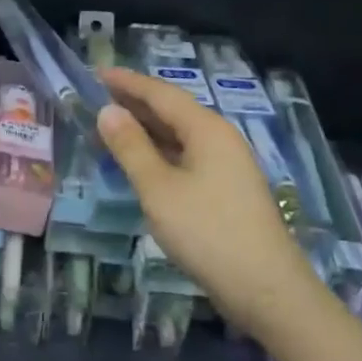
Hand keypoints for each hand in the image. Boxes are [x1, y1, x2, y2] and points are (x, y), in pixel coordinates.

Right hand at [96, 67, 320, 340]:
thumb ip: (131, 147)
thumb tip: (108, 111)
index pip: (161, 93)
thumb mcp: (158, 189)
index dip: (127, 82)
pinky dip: (158, 153)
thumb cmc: (207, 232)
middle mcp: (220, 139)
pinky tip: (140, 163)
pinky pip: (186, 157)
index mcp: (207, 129)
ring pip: (179, 136)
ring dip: (145, 130)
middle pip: (172, 111)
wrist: (265, 288)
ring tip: (109, 128)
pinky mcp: (226, 190)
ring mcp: (227, 165)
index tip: (96, 73)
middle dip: (134, 103)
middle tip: (96, 99)